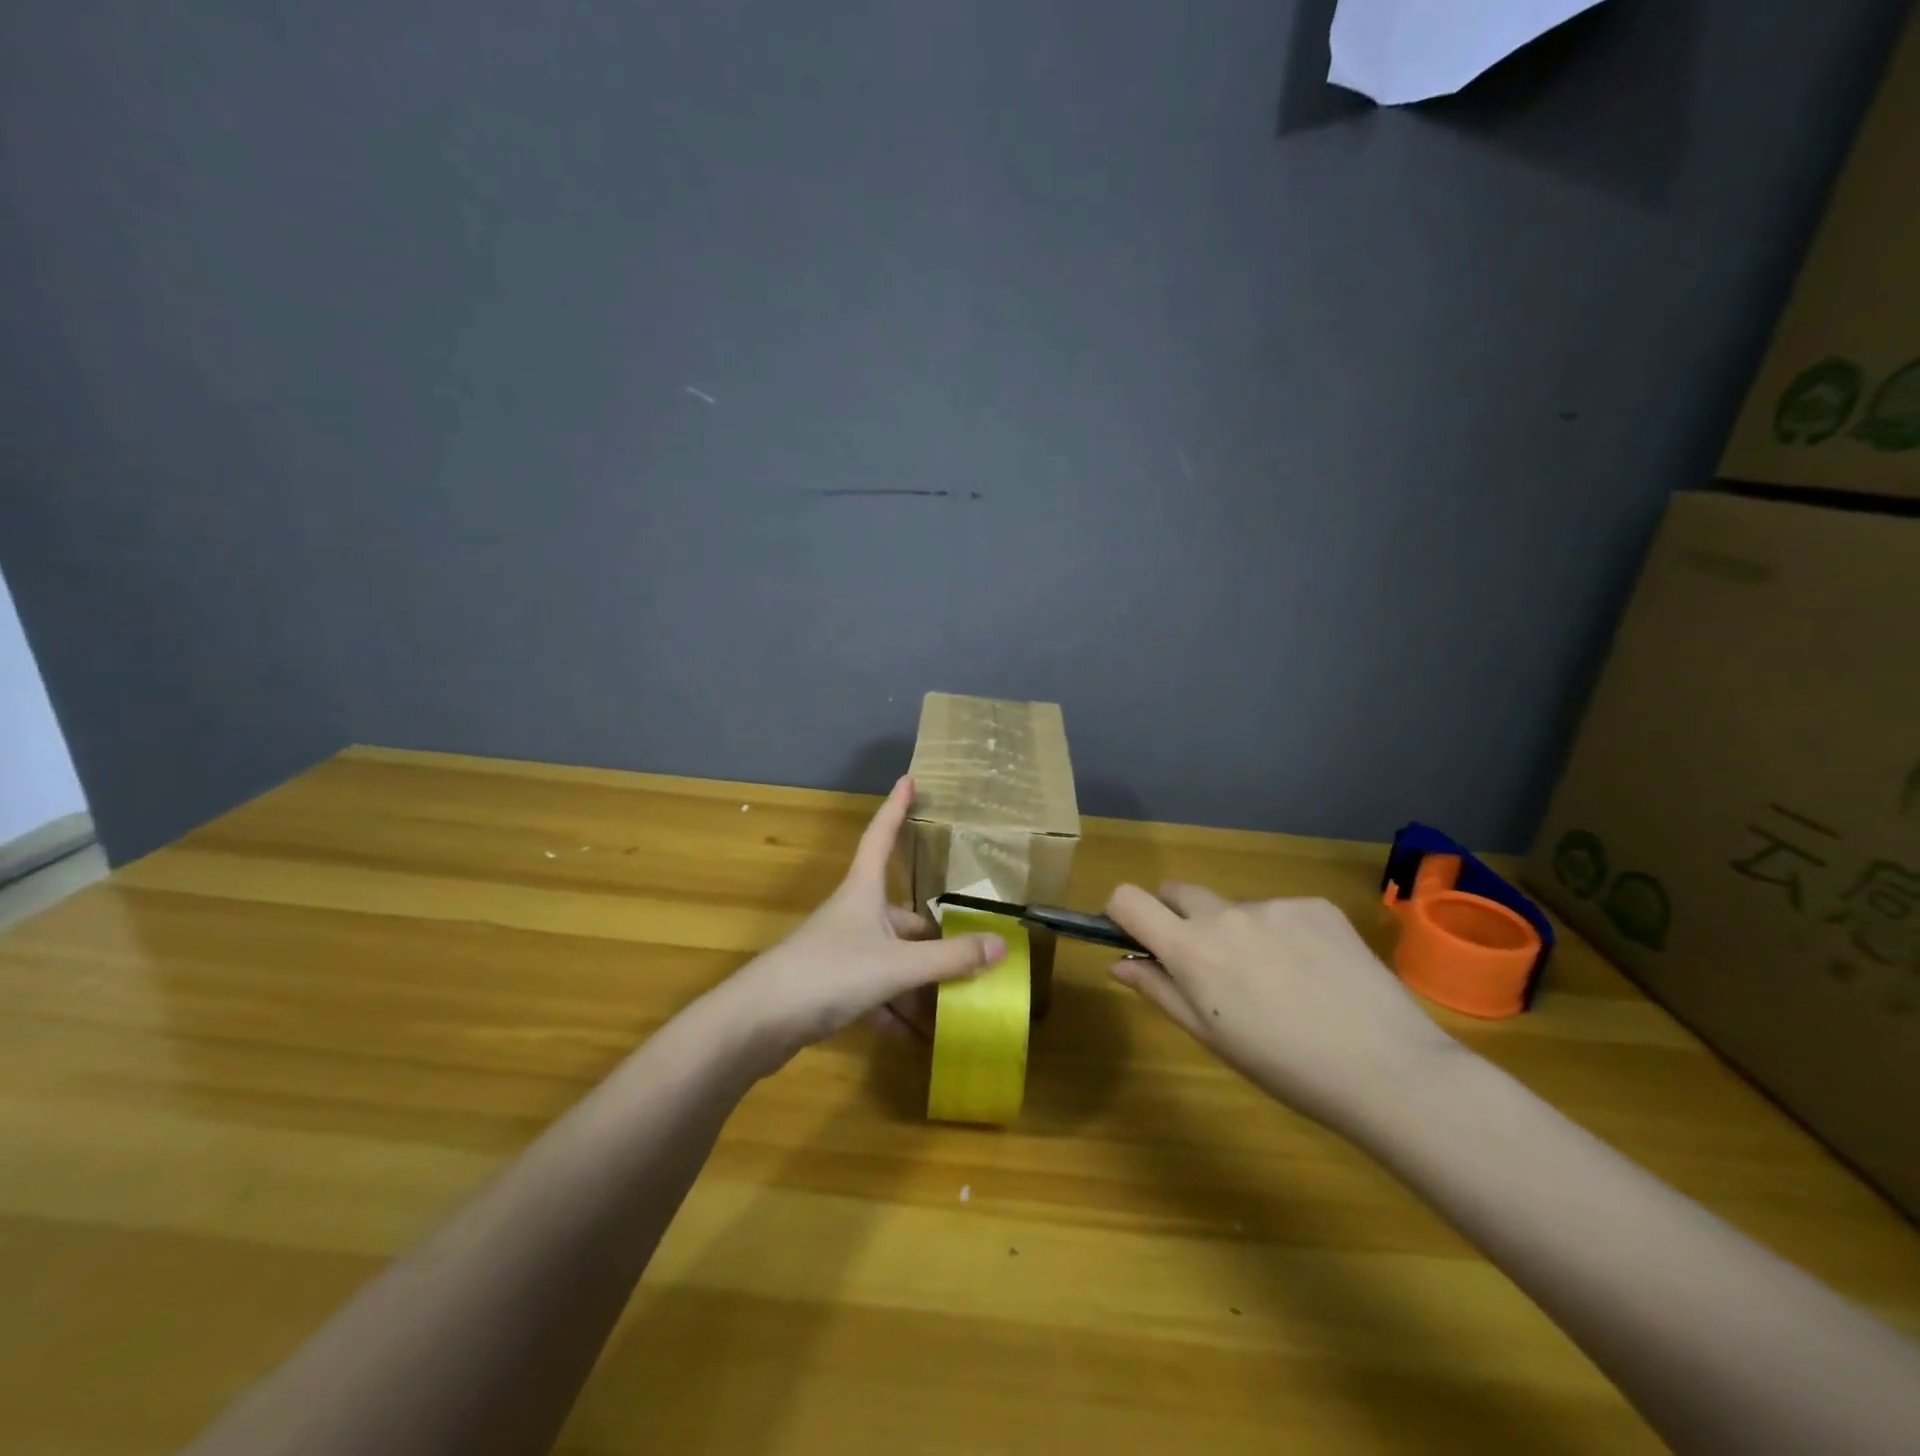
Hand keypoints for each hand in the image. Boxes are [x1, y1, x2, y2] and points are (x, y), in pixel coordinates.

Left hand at [724, 776, 1005, 1071]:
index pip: (882, 836)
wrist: (759, 1022)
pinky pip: (875, 991)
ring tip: (955, 1005)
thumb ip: (950, 958)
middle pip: (903, 916)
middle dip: (935, 938)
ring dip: (920, 982)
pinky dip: (896, 1010)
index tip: (910, 779)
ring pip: (892, 959)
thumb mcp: (897, 965)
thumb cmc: (829, 973)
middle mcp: (854, 915)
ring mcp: (841, 951)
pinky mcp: (830, 987)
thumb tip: (1002, 945)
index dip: (896, 807)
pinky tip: (917, 1036)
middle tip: (971, 953)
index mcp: (864, 892)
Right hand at [1105, 883, 1465, 1135]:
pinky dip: (1285, 934)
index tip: (1134, 935)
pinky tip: (1316, 973)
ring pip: (1236, 908)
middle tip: (1209, 965)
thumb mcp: (1211, 1037)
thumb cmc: (1284, 1066)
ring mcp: (1273, 905)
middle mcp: (1225, 914)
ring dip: (1240, 932)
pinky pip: (1282, 911)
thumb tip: (1120, 963)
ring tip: (1281, 983)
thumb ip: (1159, 991)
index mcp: (1191, 949)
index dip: (1121, 912)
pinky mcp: (1316, 905)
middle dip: (1178, 916)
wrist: (1388, 1068)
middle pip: (1177, 891)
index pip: (1128, 899)